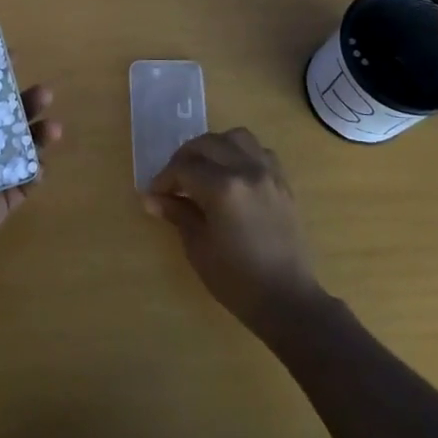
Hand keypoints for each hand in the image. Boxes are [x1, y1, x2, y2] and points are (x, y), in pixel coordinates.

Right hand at [145, 129, 322, 330]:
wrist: (287, 299)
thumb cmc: (237, 280)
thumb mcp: (199, 247)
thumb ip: (177, 213)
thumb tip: (150, 198)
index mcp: (223, 188)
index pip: (184, 169)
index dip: (164, 179)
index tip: (154, 194)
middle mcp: (247, 170)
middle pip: (207, 144)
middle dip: (184, 158)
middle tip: (173, 180)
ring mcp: (269, 173)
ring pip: (236, 137)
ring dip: (214, 147)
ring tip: (203, 169)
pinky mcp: (283, 182)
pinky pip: (259, 151)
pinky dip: (241, 153)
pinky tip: (232, 174)